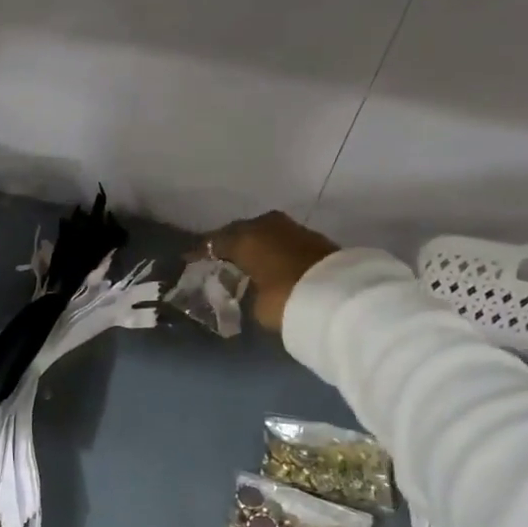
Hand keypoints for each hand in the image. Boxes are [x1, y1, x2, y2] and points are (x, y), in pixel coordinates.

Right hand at [205, 212, 339, 331]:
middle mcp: (265, 225)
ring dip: (253, 246)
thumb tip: (242, 290)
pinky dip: (271, 250)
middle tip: (216, 260)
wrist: (339, 295)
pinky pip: (281, 241)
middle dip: (228, 245)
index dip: (200, 253)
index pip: (214, 242)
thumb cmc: (284, 297)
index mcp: (244, 237)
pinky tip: (266, 263)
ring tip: (242, 262)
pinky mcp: (313, 239)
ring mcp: (292, 228)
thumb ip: (243, 290)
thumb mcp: (253, 302)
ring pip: (263, 234)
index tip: (188, 261)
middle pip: (240, 232)